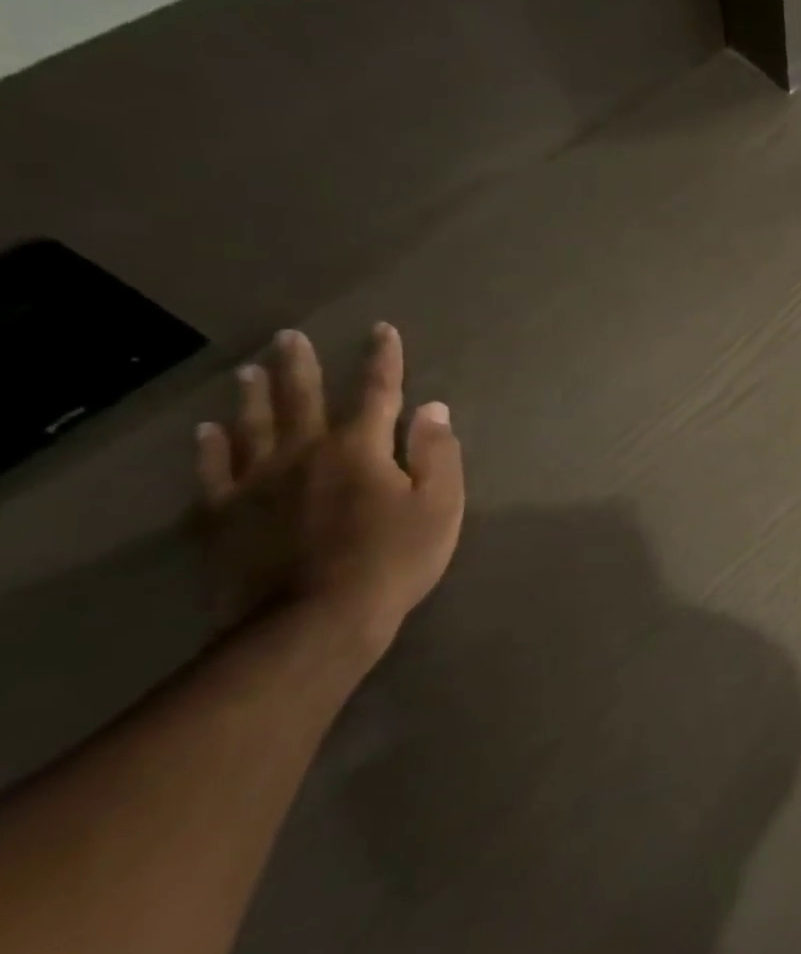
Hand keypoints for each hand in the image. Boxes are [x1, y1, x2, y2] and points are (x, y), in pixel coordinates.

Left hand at [194, 323, 464, 657]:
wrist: (314, 622)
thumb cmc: (393, 560)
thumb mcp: (440, 505)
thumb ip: (437, 453)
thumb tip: (432, 408)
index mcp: (360, 449)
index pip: (377, 393)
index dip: (383, 360)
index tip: (382, 330)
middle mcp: (304, 453)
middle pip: (301, 399)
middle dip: (299, 366)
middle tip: (287, 336)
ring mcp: (256, 484)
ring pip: (252, 427)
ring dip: (253, 396)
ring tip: (248, 370)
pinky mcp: (223, 517)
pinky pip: (213, 472)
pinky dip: (211, 448)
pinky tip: (208, 431)